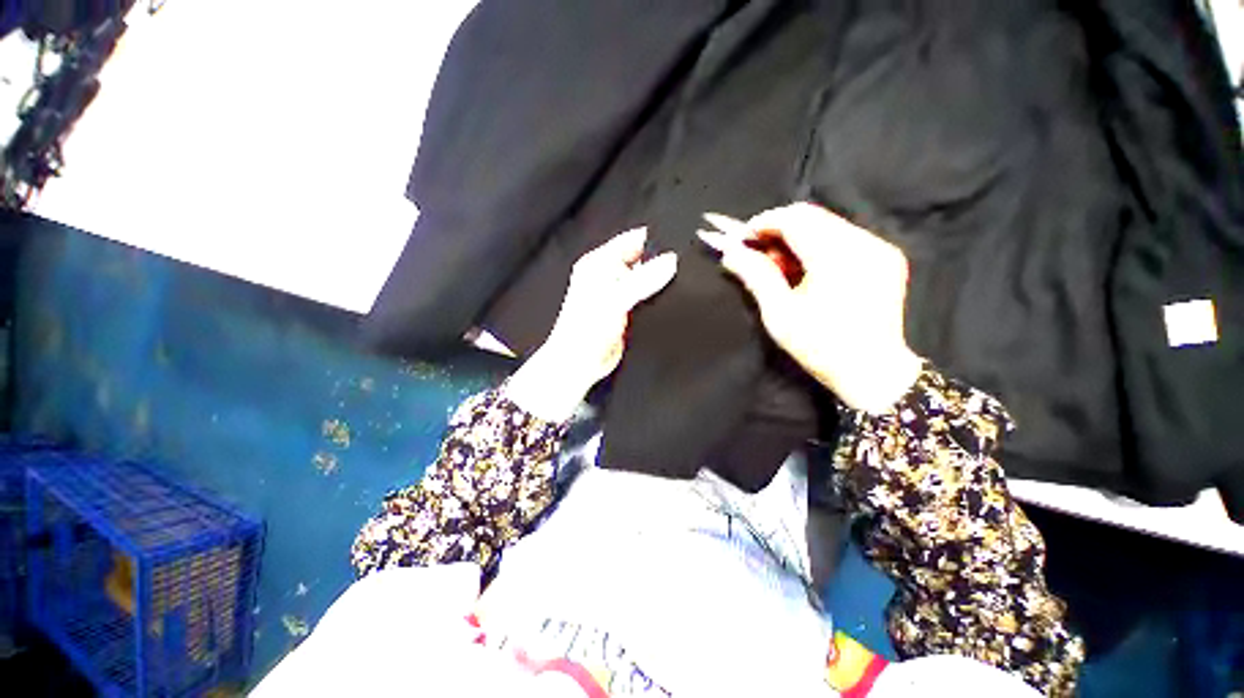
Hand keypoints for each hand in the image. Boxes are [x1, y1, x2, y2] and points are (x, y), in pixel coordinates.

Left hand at [504, 228, 677, 421]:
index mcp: (599, 263)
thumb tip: (670, 261)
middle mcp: (609, 275)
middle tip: (681, 266)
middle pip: (642, 259)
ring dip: (660, 281)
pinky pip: (648, 298)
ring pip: (647, 279)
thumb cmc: (583, 331)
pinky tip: (670, 299)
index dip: (655, 239)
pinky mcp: (628, 311)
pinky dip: (658, 297)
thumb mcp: (614, 299)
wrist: (580, 364)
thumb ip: (643, 279)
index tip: (679, 243)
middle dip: (661, 262)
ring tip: (677, 282)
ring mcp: (620, 294)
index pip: (632, 240)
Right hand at [699, 203, 921, 412]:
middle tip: (756, 252)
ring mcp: (880, 247)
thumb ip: (756, 276)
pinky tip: (805, 266)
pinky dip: (817, 243)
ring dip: (796, 236)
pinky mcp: (886, 256)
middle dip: (777, 228)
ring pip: (827, 223)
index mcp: (837, 258)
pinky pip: (843, 235)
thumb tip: (730, 252)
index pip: (795, 219)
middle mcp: (864, 243)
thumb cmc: (820, 347)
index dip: (764, 222)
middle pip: (811, 216)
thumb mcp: (779, 314)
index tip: (741, 238)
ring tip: (778, 263)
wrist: (873, 371)